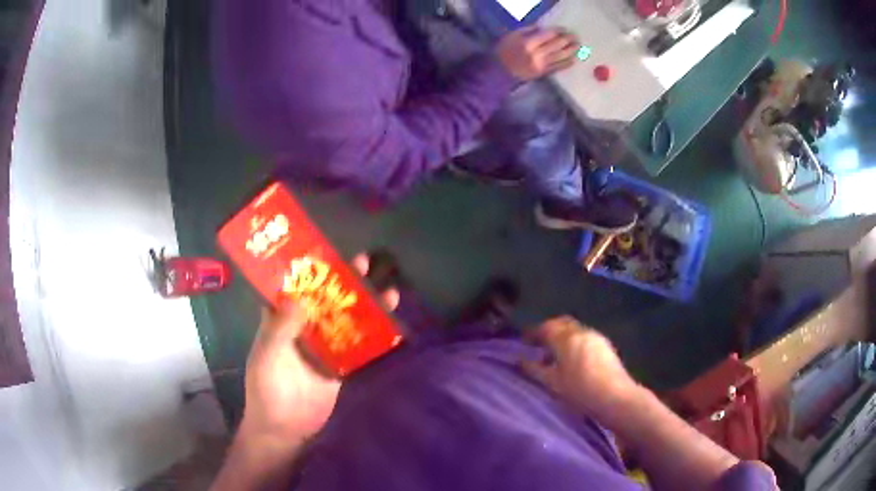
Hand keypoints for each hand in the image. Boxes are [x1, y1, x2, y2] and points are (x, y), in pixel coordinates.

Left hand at [241, 254, 399, 445]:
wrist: (285, 428)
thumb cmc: (267, 389)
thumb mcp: (267, 356)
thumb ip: (280, 328)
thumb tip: (298, 295)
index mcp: (281, 321)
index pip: (295, 288)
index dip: (309, 270)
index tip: (326, 253)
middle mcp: (303, 329)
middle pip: (325, 300)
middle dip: (343, 282)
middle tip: (362, 262)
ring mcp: (324, 348)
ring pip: (344, 319)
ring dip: (362, 305)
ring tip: (386, 289)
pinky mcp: (340, 366)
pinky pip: (358, 346)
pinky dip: (373, 335)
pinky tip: (390, 323)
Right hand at [495, 27, 580, 80]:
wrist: (499, 71)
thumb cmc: (504, 51)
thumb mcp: (512, 36)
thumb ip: (527, 30)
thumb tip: (541, 27)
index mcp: (529, 43)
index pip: (548, 35)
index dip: (558, 32)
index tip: (564, 29)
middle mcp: (537, 54)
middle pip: (557, 45)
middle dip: (567, 40)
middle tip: (575, 37)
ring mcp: (541, 65)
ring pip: (560, 57)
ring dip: (571, 51)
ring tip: (578, 47)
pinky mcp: (542, 73)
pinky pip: (557, 68)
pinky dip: (566, 64)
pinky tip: (573, 60)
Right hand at [522, 316, 641, 419]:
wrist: (615, 397)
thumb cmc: (579, 391)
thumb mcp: (552, 383)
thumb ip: (533, 369)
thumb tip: (519, 360)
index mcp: (565, 338)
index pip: (545, 328)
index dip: (532, 333)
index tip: (524, 341)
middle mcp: (581, 332)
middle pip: (561, 323)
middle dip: (549, 330)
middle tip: (539, 344)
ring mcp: (596, 337)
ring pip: (574, 330)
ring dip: (563, 337)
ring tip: (555, 356)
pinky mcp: (605, 346)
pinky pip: (585, 337)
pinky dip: (575, 342)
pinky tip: (573, 360)